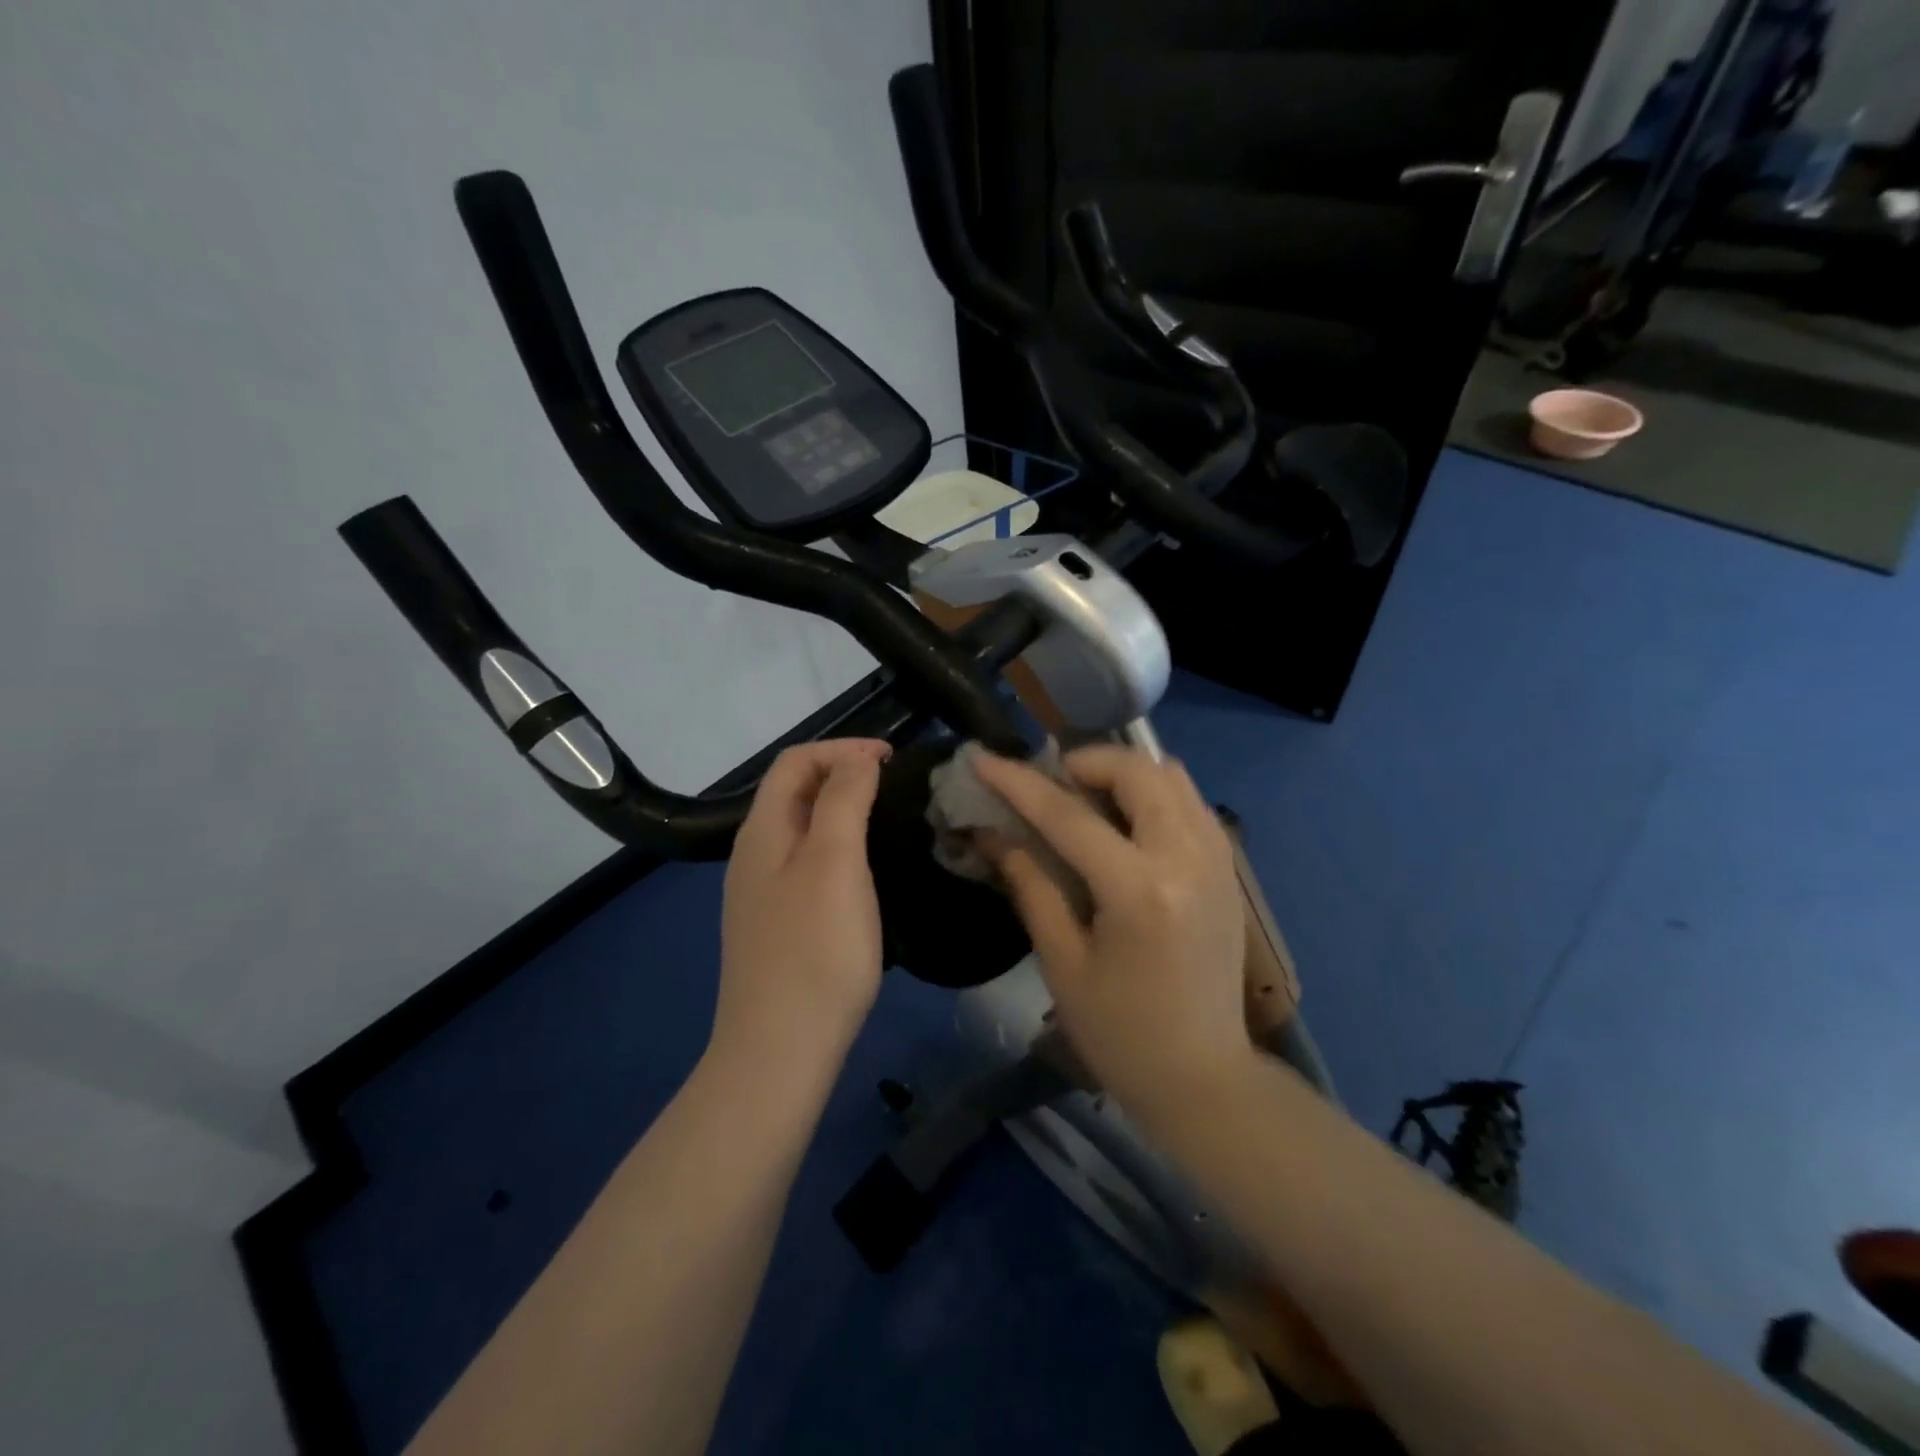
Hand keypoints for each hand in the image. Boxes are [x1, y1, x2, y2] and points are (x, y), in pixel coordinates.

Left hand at [710, 739, 889, 1076]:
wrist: (780, 1050)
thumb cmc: (815, 949)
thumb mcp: (834, 862)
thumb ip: (843, 799)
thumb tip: (857, 759)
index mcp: (763, 831)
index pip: (796, 762)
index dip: (843, 748)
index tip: (893, 759)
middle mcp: (754, 855)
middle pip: (794, 791)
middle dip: (841, 773)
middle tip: (893, 784)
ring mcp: (761, 894)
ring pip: (801, 829)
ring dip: (840, 809)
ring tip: (885, 817)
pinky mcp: (777, 926)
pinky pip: (806, 864)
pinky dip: (837, 847)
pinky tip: (863, 872)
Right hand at [973, 746, 1252, 1118]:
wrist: (1204, 1079)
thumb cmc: (1120, 1034)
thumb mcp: (1062, 963)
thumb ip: (1030, 885)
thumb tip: (992, 833)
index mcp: (1139, 891)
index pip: (1068, 815)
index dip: (1018, 783)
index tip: (982, 758)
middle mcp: (1187, 859)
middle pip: (1136, 771)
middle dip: (1084, 762)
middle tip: (1049, 784)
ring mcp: (1217, 859)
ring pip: (1172, 775)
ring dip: (1122, 772)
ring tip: (1086, 797)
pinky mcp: (1228, 868)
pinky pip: (1190, 801)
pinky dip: (1154, 792)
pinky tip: (1126, 822)